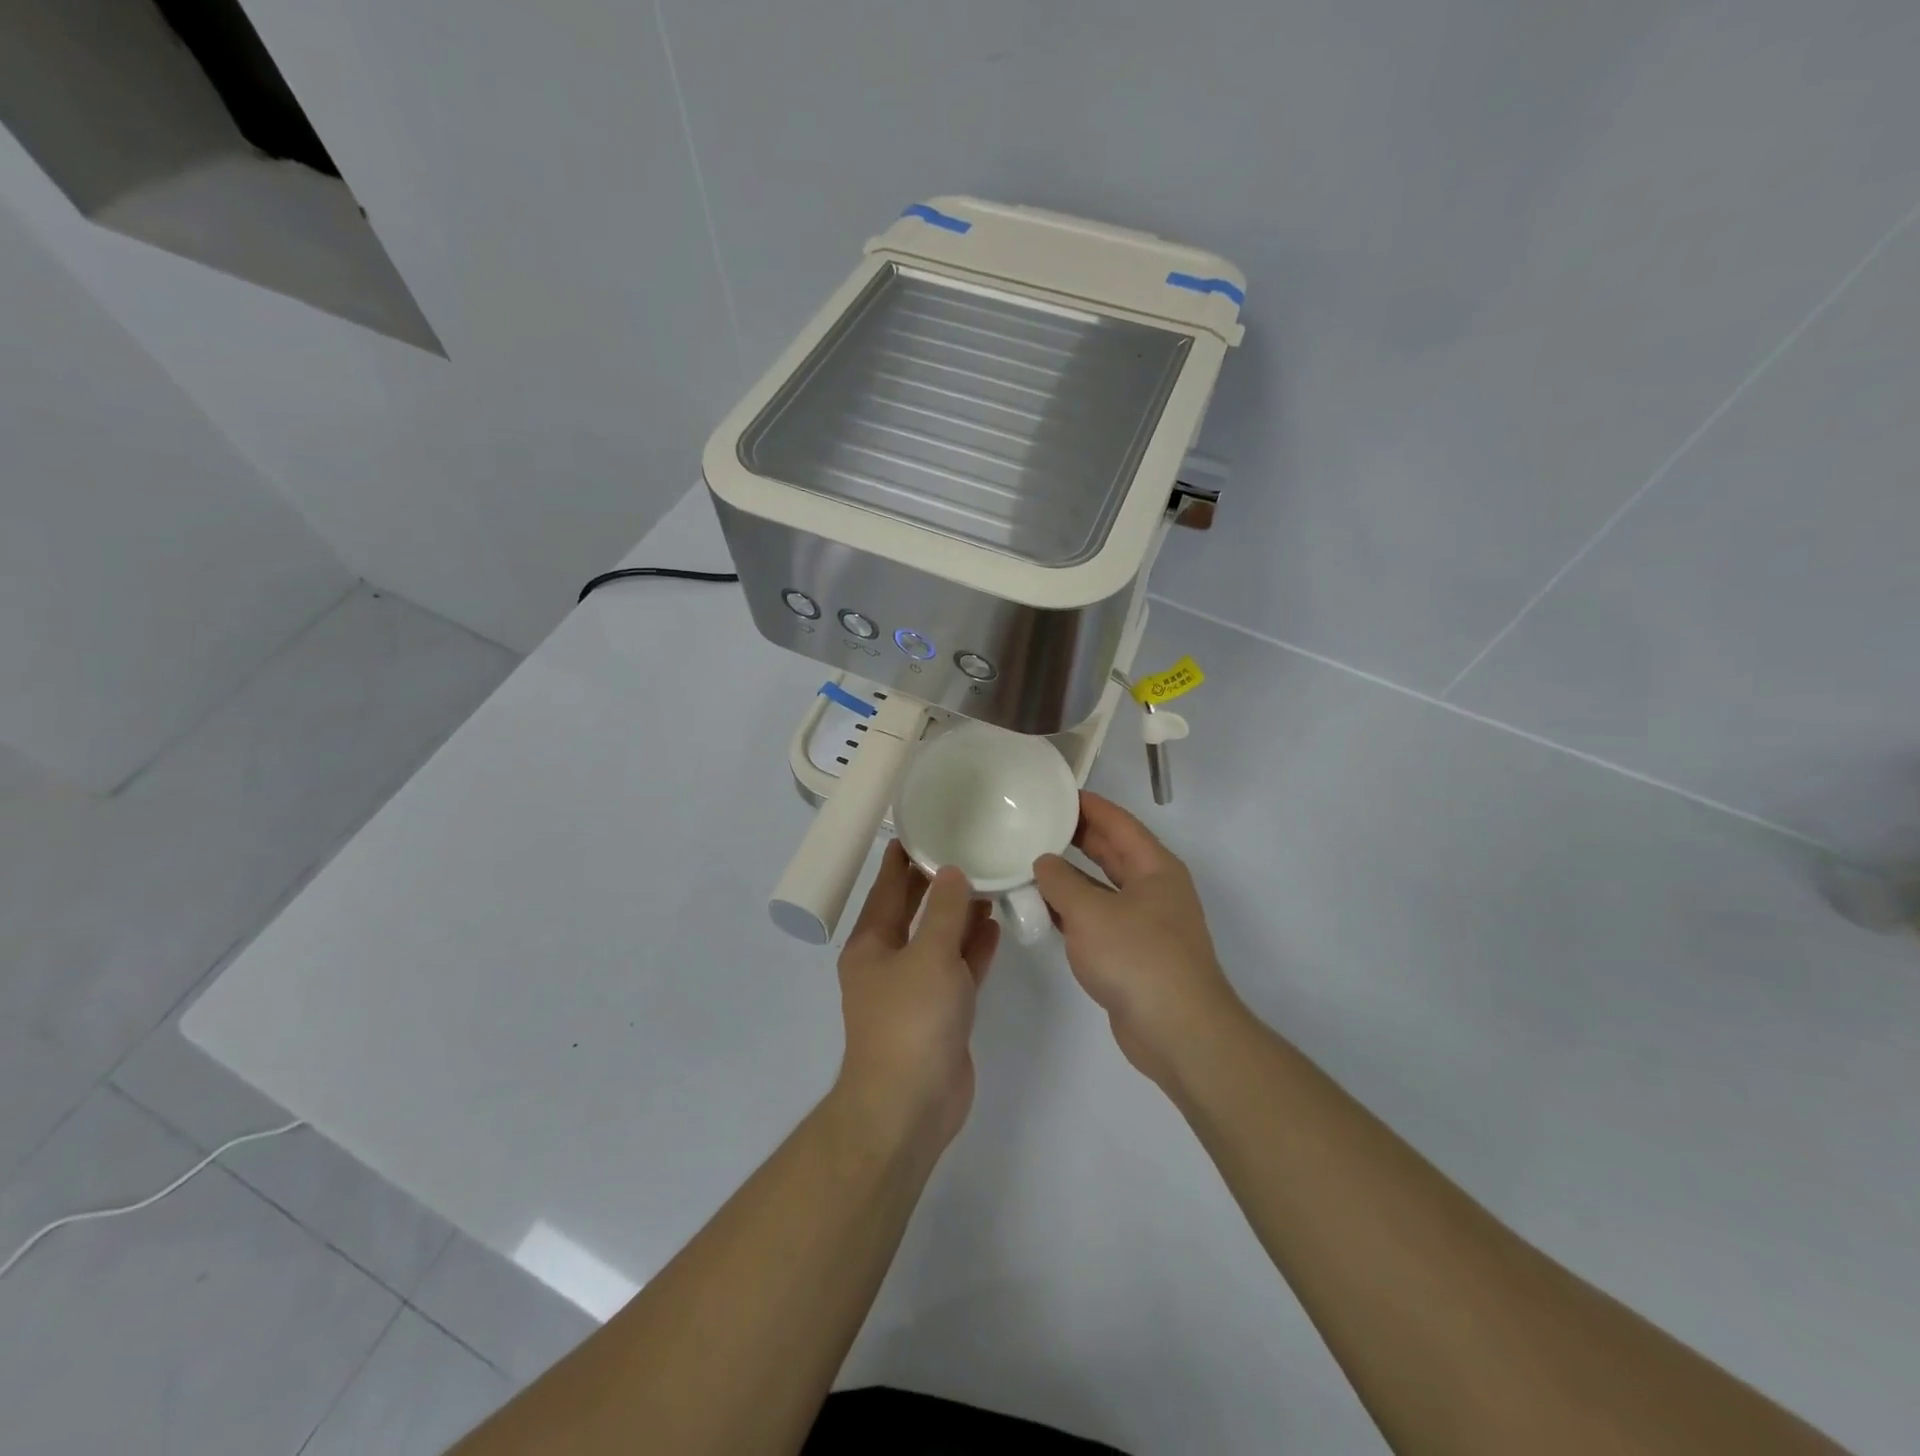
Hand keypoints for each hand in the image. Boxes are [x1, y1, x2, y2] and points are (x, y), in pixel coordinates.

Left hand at [835, 842, 999, 1147]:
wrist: (911, 1105)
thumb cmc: (911, 1020)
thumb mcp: (929, 955)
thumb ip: (944, 911)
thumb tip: (952, 872)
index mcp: (871, 943)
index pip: (888, 886)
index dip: (905, 856)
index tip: (925, 824)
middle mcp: (889, 960)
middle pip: (915, 910)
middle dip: (938, 882)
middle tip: (968, 845)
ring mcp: (916, 988)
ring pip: (940, 939)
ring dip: (961, 913)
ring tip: (990, 878)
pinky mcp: (941, 1011)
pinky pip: (958, 968)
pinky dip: (974, 948)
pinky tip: (995, 924)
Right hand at [1034, 792, 1242, 1086]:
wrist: (1177, 1031)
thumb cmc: (1137, 957)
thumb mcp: (1090, 912)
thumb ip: (1061, 882)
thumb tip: (1043, 863)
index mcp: (1155, 867)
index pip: (1118, 822)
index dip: (1089, 805)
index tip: (1055, 793)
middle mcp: (1154, 889)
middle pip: (1113, 852)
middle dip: (1077, 837)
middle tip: (1037, 823)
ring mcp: (1145, 923)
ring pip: (1102, 888)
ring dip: (1071, 877)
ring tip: (1031, 862)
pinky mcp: (1134, 954)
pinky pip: (1098, 920)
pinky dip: (1073, 912)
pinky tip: (1044, 910)